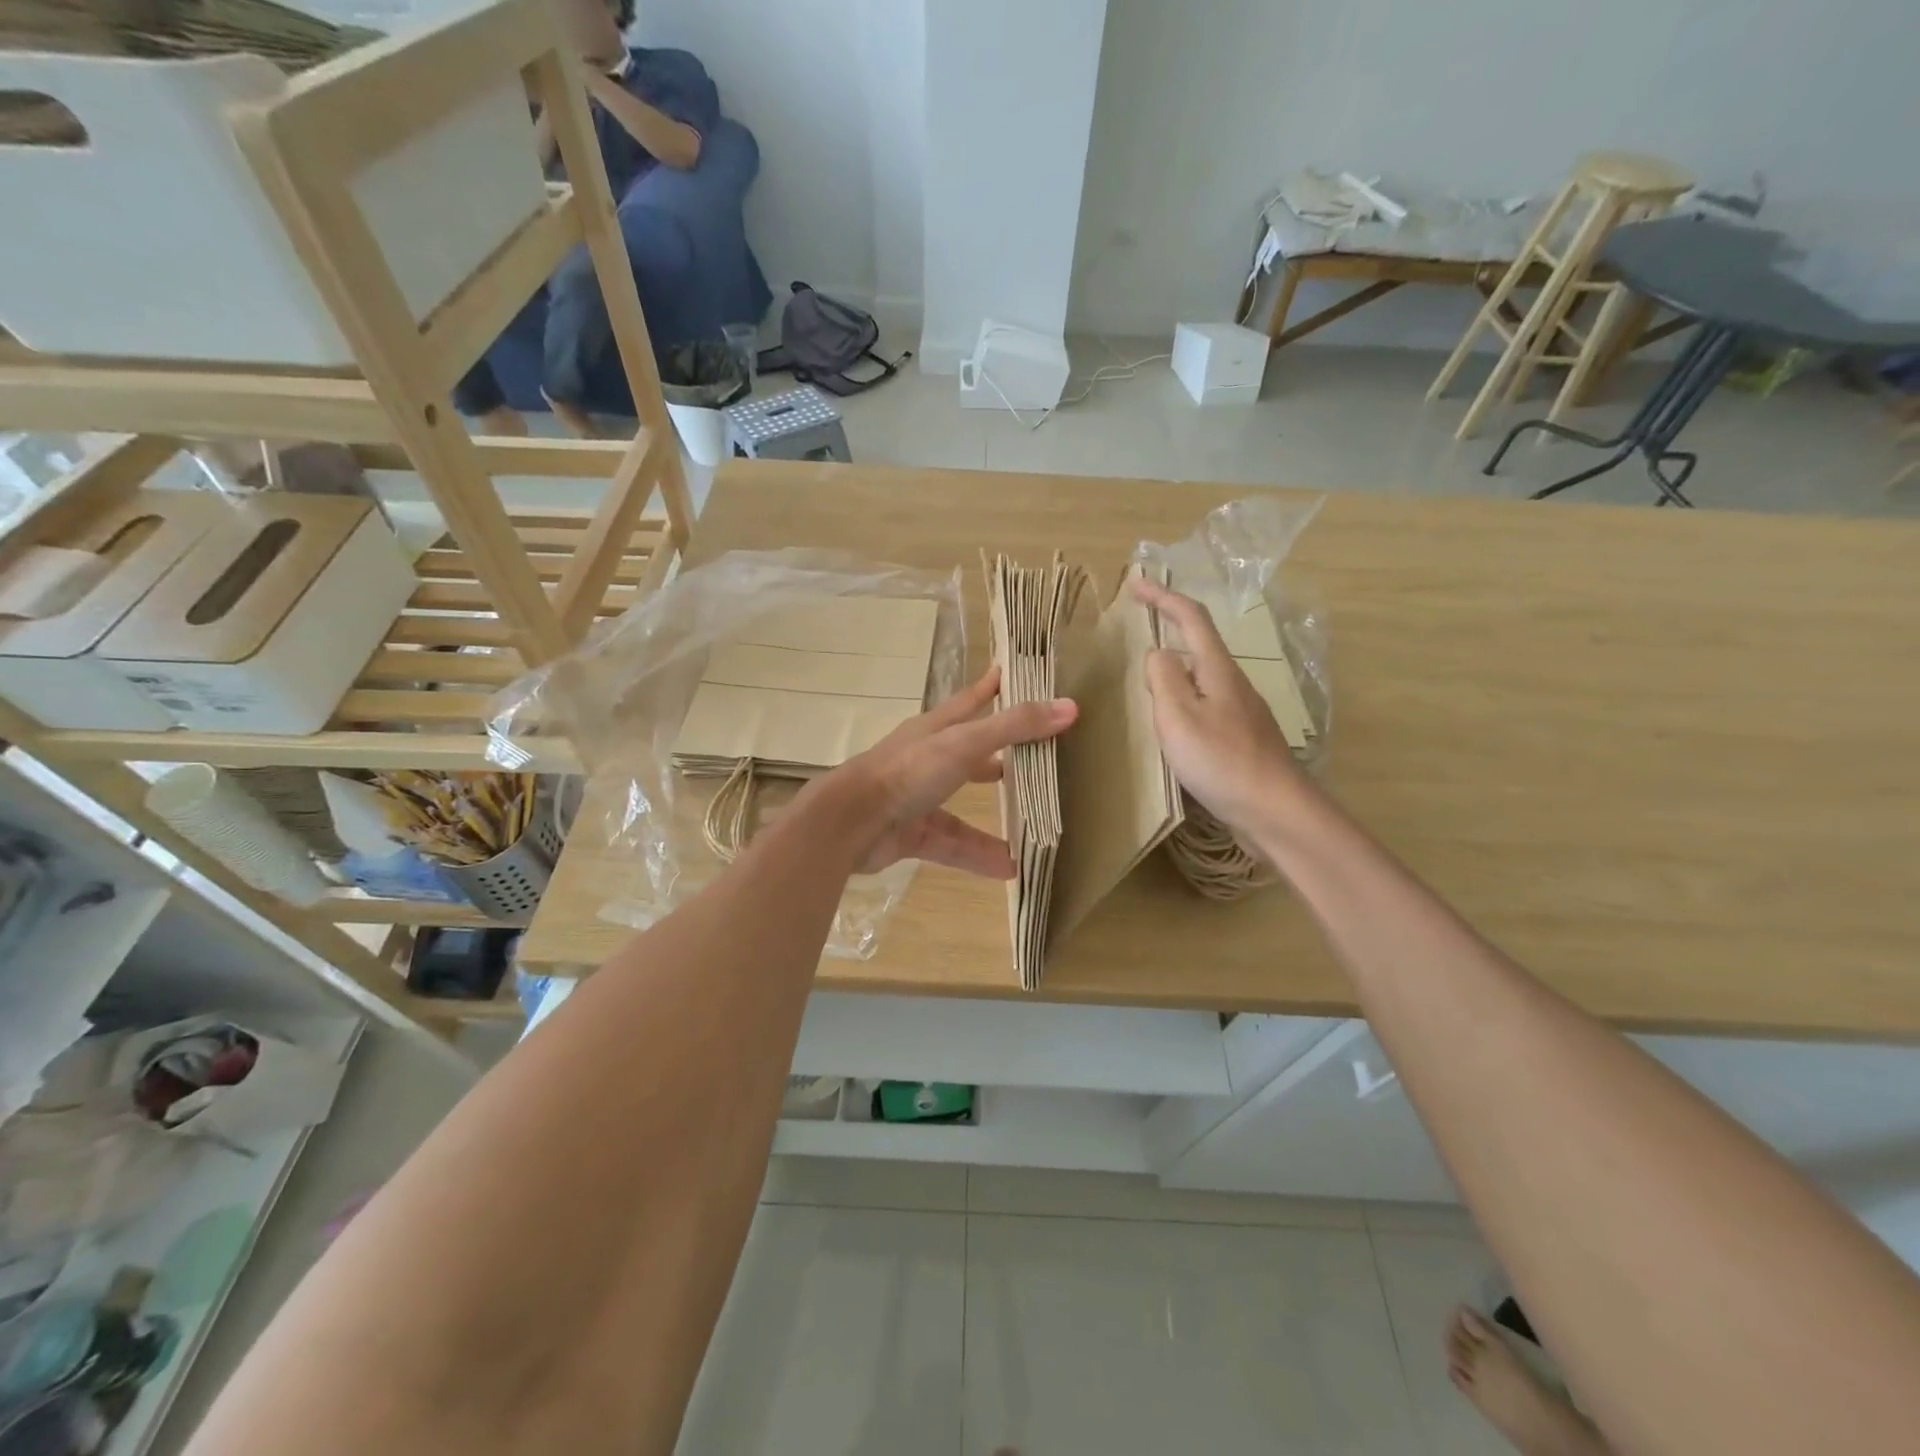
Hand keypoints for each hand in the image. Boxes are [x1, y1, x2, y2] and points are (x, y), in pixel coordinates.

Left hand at [811, 668, 1076, 877]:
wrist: (849, 824)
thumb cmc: (906, 772)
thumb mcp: (964, 744)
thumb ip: (1013, 728)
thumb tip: (1069, 707)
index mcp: (935, 730)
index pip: (968, 701)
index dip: (989, 688)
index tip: (1009, 673)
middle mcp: (925, 761)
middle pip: (968, 755)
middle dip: (997, 757)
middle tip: (1033, 759)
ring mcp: (916, 799)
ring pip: (962, 808)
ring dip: (994, 818)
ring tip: (1031, 828)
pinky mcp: (911, 834)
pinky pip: (952, 845)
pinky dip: (978, 856)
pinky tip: (1009, 868)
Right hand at [1131, 578, 1306, 837]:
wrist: (1275, 810)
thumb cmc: (1221, 760)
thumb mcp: (1179, 716)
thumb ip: (1164, 678)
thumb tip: (1158, 653)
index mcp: (1217, 670)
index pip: (1191, 617)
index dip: (1163, 596)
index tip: (1134, 583)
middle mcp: (1232, 683)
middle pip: (1198, 644)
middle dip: (1168, 627)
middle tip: (1134, 629)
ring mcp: (1240, 711)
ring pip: (1200, 676)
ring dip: (1172, 667)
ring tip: (1143, 677)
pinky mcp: (1240, 737)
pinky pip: (1204, 703)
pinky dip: (1181, 698)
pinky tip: (1170, 722)